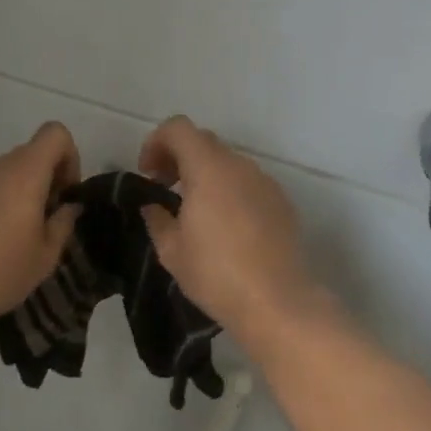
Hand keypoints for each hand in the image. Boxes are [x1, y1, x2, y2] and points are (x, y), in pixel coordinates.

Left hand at [0, 122, 81, 339]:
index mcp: (23, 174)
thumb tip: (68, 206)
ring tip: (2, 238)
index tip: (63, 193)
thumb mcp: (47, 256)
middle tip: (38, 222)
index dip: (68, 157)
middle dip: (39, 181)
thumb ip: (64, 222)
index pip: (54, 134)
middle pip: (25, 157)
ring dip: (8, 195)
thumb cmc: (0, 276)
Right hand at [137, 115, 320, 338]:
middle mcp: (239, 165)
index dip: (156, 142)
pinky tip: (227, 227)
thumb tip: (153, 206)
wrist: (277, 301)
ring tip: (195, 211)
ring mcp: (265, 182)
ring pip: (228, 163)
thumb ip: (157, 219)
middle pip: (204, 142)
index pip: (178, 128)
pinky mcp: (282, 202)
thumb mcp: (172, 251)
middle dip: (179, 157)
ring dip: (206, 174)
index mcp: (208, 168)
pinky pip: (248, 183)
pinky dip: (230, 190)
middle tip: (165, 188)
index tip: (148, 174)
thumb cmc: (216, 273)